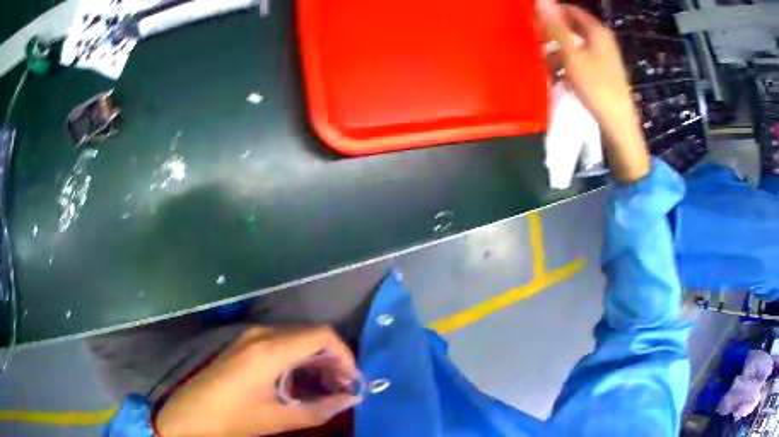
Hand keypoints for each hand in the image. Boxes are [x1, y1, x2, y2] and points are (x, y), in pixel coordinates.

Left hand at [154, 326, 359, 436]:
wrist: (191, 414)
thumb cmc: (234, 418)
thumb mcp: (280, 418)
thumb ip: (320, 408)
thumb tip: (351, 399)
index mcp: (270, 350)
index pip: (321, 336)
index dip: (344, 355)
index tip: (353, 379)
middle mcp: (261, 334)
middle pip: (310, 335)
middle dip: (332, 359)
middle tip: (343, 387)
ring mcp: (250, 336)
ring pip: (296, 338)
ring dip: (315, 359)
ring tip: (326, 387)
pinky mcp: (244, 344)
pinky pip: (280, 343)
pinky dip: (298, 359)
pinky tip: (300, 381)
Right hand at [537, 0, 650, 183]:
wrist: (618, 125)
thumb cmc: (596, 87)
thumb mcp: (572, 55)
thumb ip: (555, 26)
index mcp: (597, 31)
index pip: (569, 10)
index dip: (550, 13)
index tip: (532, 21)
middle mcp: (602, 40)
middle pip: (572, 27)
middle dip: (552, 34)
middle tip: (535, 43)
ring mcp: (604, 57)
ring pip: (575, 45)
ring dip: (558, 51)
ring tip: (543, 64)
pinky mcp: (603, 73)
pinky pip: (581, 60)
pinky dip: (568, 65)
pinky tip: (557, 77)